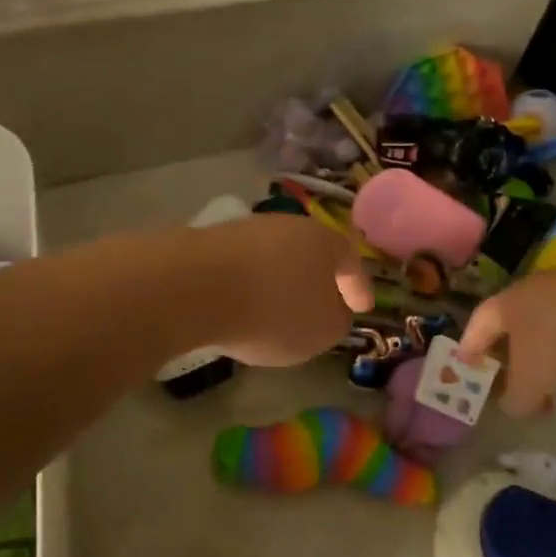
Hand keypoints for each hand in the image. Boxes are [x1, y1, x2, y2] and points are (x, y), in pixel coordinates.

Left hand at [196, 215, 373, 366]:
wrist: (193, 287)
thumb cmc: (273, 309)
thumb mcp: (321, 330)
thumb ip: (337, 321)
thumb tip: (334, 312)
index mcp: (323, 241)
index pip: (350, 260)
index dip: (359, 286)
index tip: (362, 308)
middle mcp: (287, 225)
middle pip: (311, 254)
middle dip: (317, 281)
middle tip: (320, 308)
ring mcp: (246, 230)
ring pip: (275, 259)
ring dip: (280, 283)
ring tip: (276, 313)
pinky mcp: (210, 243)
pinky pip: (242, 268)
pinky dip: (248, 287)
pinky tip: (241, 308)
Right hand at [461, 258, 555, 413]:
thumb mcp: (532, 382)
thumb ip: (517, 399)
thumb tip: (514, 406)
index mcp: (505, 304)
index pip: (478, 325)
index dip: (469, 346)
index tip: (466, 365)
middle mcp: (531, 290)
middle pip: (512, 322)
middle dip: (510, 352)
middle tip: (511, 379)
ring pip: (546, 323)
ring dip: (545, 351)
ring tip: (553, 380)